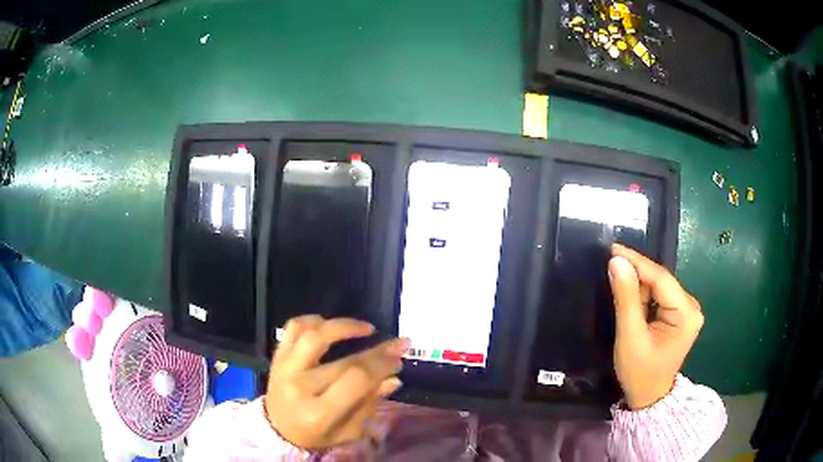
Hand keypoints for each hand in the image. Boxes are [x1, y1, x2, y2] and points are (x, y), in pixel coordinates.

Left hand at [264, 315, 408, 449]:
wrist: (278, 428)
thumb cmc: (317, 434)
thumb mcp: (348, 431)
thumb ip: (370, 404)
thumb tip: (394, 378)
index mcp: (320, 412)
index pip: (356, 380)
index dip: (381, 364)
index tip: (399, 356)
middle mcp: (300, 387)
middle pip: (343, 361)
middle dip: (376, 350)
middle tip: (395, 343)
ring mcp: (285, 368)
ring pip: (314, 335)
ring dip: (343, 326)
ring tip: (366, 328)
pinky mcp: (277, 357)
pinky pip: (293, 328)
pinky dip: (312, 320)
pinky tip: (329, 324)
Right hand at [608, 244, 703, 409]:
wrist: (648, 397)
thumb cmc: (640, 373)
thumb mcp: (630, 337)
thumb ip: (626, 298)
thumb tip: (616, 261)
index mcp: (686, 313)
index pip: (661, 278)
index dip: (637, 262)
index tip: (612, 249)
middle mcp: (691, 306)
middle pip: (660, 280)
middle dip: (636, 275)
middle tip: (611, 268)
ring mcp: (686, 310)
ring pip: (658, 286)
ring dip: (638, 286)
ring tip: (618, 287)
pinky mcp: (679, 314)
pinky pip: (659, 296)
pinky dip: (643, 295)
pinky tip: (630, 299)